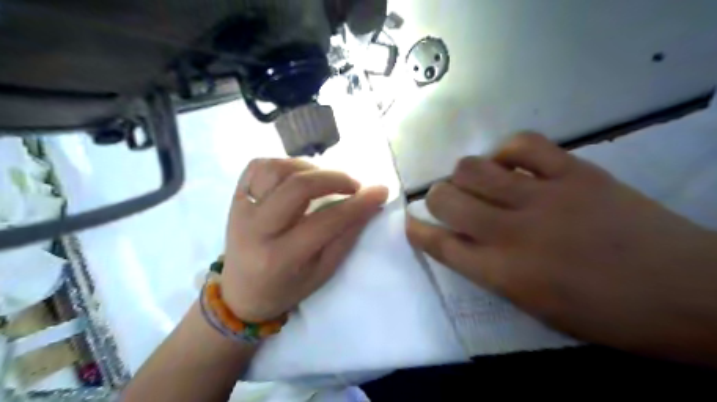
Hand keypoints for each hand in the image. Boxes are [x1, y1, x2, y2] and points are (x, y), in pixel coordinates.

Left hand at [221, 159, 387, 322]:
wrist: (239, 293)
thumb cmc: (285, 288)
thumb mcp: (321, 273)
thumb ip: (345, 238)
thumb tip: (370, 205)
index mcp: (280, 257)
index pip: (326, 221)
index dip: (358, 204)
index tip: (380, 191)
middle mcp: (256, 229)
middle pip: (298, 187)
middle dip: (334, 178)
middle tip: (353, 186)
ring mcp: (241, 209)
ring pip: (277, 169)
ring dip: (309, 168)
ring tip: (324, 181)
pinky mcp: (235, 197)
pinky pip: (258, 166)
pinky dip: (283, 164)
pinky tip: (297, 176)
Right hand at [406, 132, 716, 364]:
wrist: (691, 294)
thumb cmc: (605, 314)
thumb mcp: (534, 306)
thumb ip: (490, 271)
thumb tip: (464, 240)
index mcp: (503, 274)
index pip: (440, 245)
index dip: (417, 230)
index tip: (410, 221)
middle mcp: (512, 232)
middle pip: (446, 198)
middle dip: (436, 197)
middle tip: (446, 200)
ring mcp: (543, 197)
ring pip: (473, 167)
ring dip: (463, 174)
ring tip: (477, 181)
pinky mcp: (575, 172)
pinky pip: (523, 144)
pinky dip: (506, 150)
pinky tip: (510, 162)